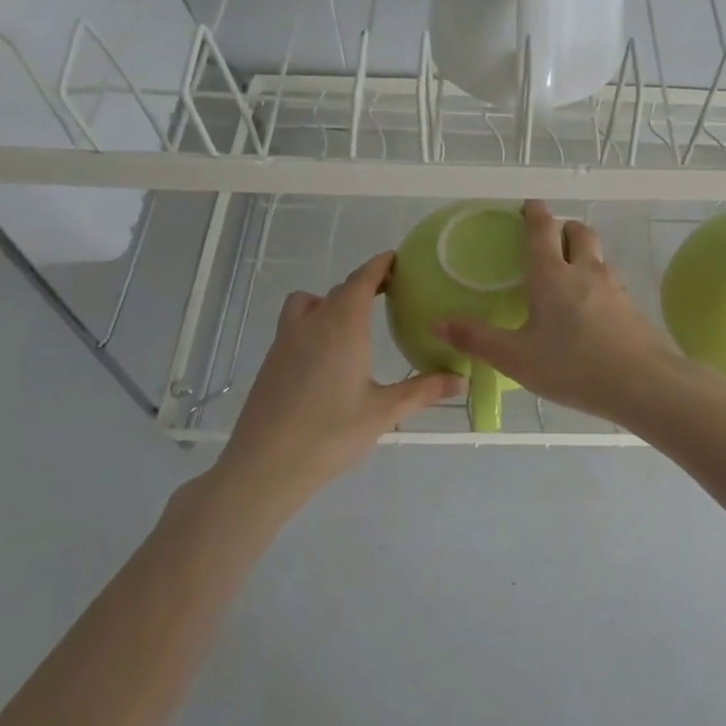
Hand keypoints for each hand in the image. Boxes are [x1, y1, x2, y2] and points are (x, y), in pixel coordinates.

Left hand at [210, 252, 460, 501]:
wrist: (264, 466)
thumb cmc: (330, 433)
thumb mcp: (384, 412)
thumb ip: (423, 391)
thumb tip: (461, 379)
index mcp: (342, 326)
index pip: (362, 280)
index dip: (380, 265)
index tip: (396, 259)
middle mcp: (311, 324)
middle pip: (337, 290)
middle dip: (362, 285)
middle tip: (388, 293)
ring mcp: (285, 342)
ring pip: (306, 304)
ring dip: (329, 302)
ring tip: (351, 323)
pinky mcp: (270, 363)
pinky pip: (294, 327)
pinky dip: (313, 325)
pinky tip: (328, 357)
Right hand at [434, 200, 685, 425]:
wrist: (642, 383)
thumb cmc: (572, 366)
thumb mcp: (516, 357)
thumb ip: (477, 339)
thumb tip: (436, 321)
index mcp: (552, 275)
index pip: (542, 230)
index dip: (535, 212)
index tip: (529, 205)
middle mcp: (584, 272)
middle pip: (579, 232)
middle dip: (564, 228)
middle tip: (549, 238)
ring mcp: (613, 288)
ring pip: (598, 256)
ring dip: (584, 253)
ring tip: (569, 272)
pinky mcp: (631, 308)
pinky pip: (611, 282)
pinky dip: (598, 282)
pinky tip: (591, 308)